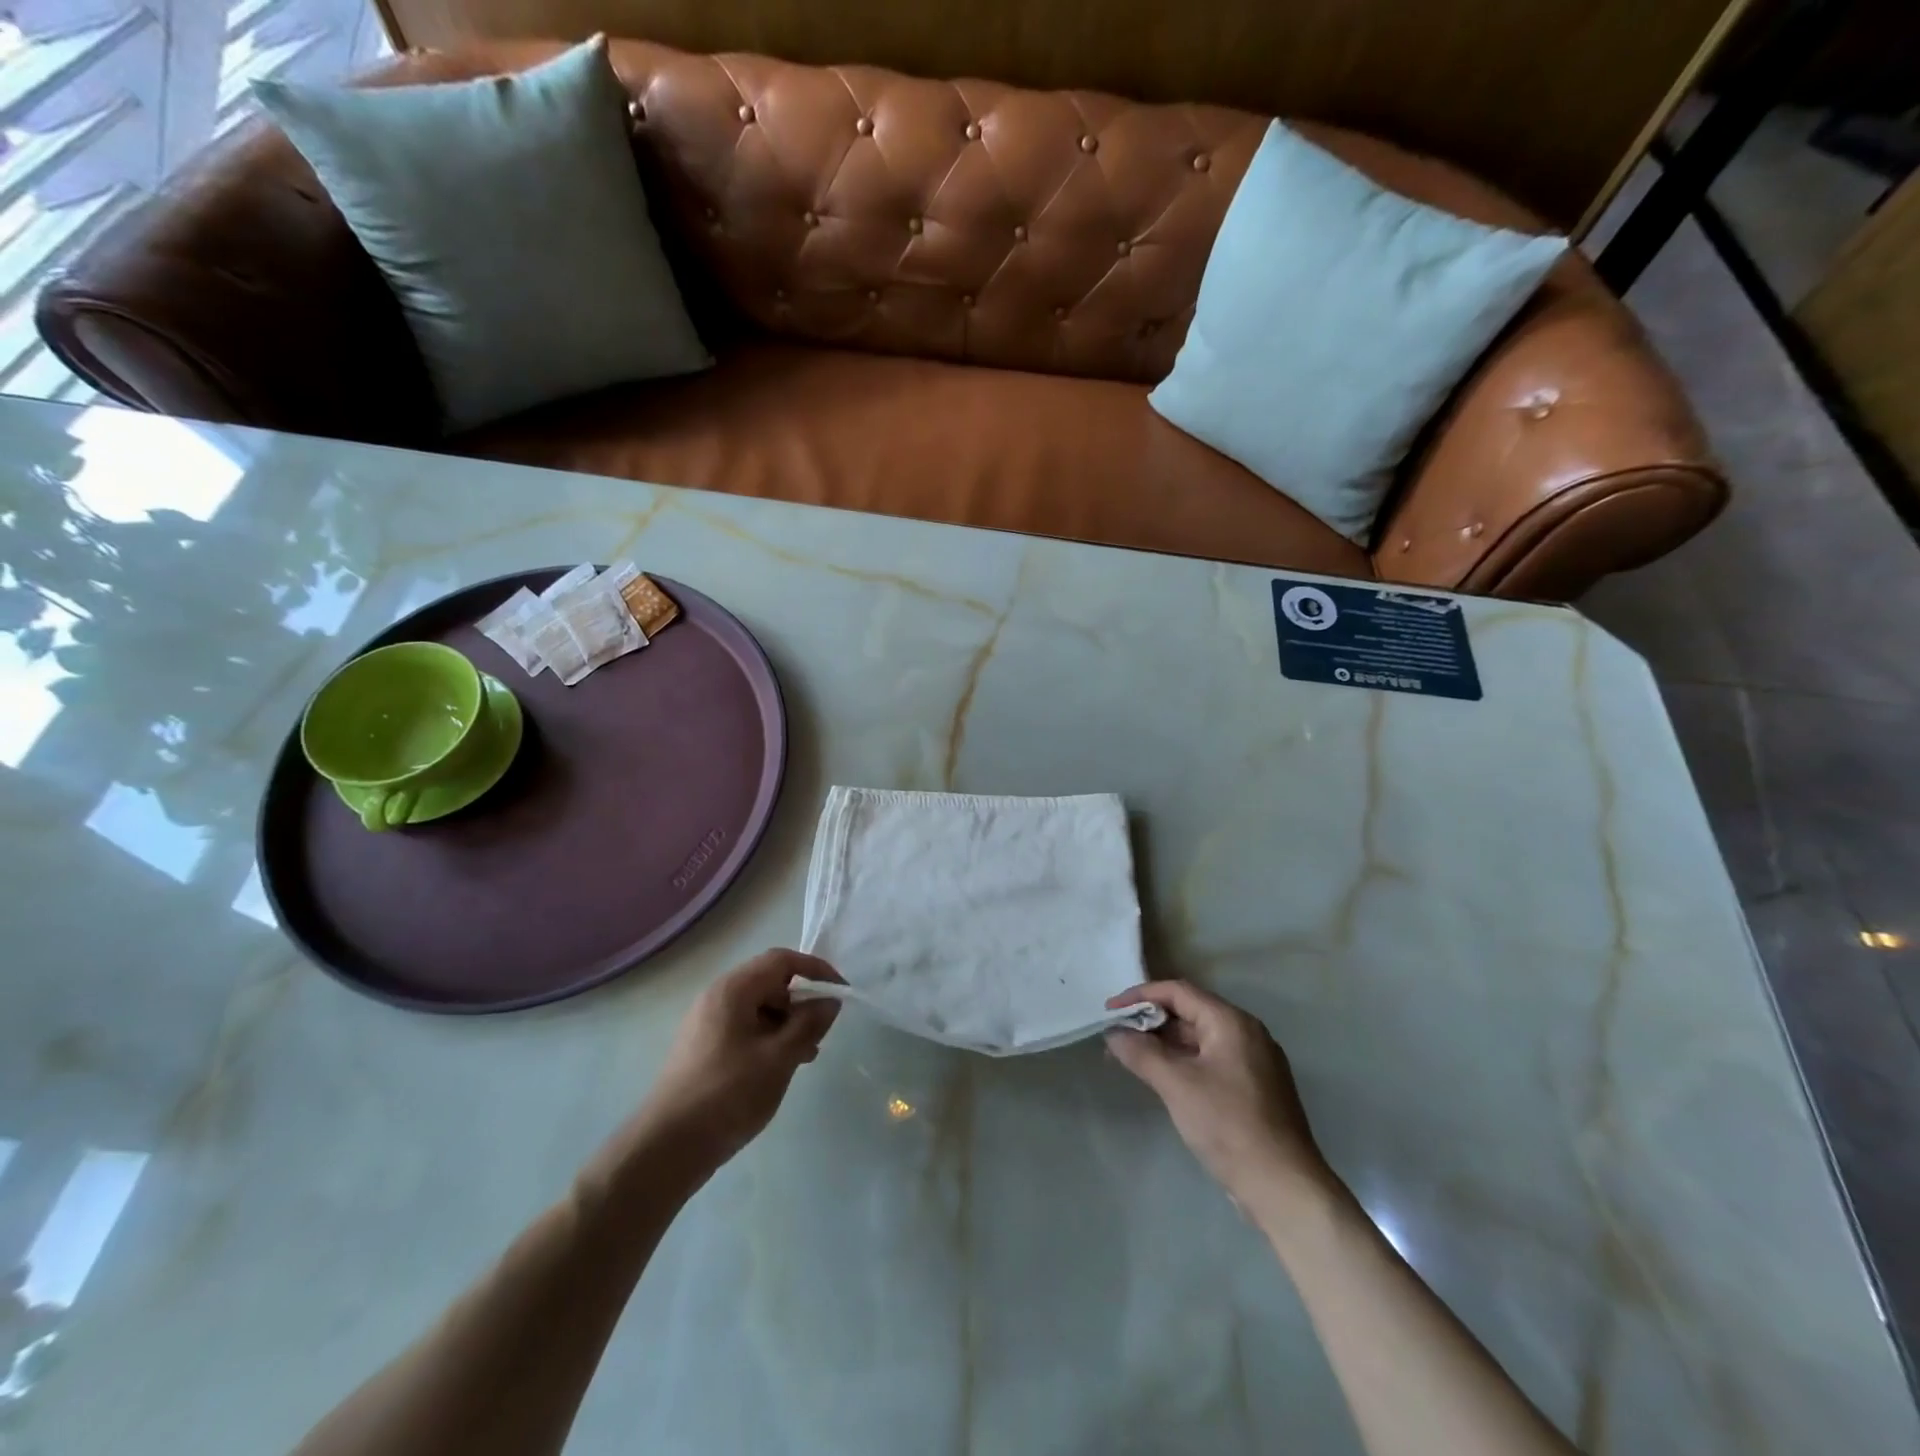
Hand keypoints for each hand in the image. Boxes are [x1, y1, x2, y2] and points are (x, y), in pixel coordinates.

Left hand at [634, 950, 842, 1180]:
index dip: (816, 970)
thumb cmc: (727, 1095)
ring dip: (787, 1023)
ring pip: (758, 1008)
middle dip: (802, 1000)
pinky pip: (745, 1028)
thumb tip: (829, 1000)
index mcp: (733, 989)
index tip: (840, 993)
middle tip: (823, 1031)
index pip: (782, 960)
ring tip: (806, 1055)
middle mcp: (717, 997)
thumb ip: (809, 1024)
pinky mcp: (704, 1048)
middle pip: (770, 982)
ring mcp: (707, 1023)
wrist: (665, 1148)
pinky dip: (769, 1038)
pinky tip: (780, 1068)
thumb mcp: (779, 1058)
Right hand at [1105, 981, 1331, 1209]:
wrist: (1284, 1188)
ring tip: (1131, 1058)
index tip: (1110, 1011)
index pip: (1179, 992)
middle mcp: (1246, 1034)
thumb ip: (1141, 1053)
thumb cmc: (1229, 1126)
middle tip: (1117, 1036)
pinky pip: (1210, 1061)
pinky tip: (1162, 1079)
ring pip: (1199, 1040)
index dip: (1140, 996)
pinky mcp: (1254, 1089)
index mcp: (1232, 1023)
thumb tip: (1113, 1033)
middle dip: (1150, 1022)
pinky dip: (1183, 1063)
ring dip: (1164, 1045)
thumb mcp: (1177, 1085)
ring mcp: (1254, 1062)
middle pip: (1190, 1013)